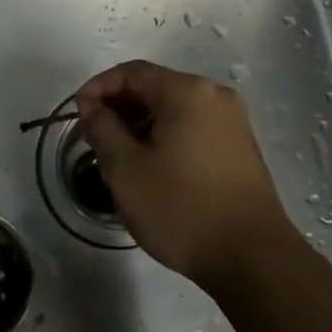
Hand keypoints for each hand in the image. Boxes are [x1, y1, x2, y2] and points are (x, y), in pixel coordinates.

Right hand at [75, 60, 290, 291]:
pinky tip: (154, 168)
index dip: (99, 87)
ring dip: (143, 125)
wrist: (254, 259)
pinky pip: (194, 128)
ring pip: (175, 110)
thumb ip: (103, 129)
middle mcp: (214, 95)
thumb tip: (93, 107)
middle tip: (94, 139)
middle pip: (156, 87)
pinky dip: (168, 137)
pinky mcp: (242, 148)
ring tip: (119, 157)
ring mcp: (233, 121)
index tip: (77, 114)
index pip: (133, 72)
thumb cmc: (182, 208)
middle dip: (120, 108)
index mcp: (187, 90)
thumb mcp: (126, 170)